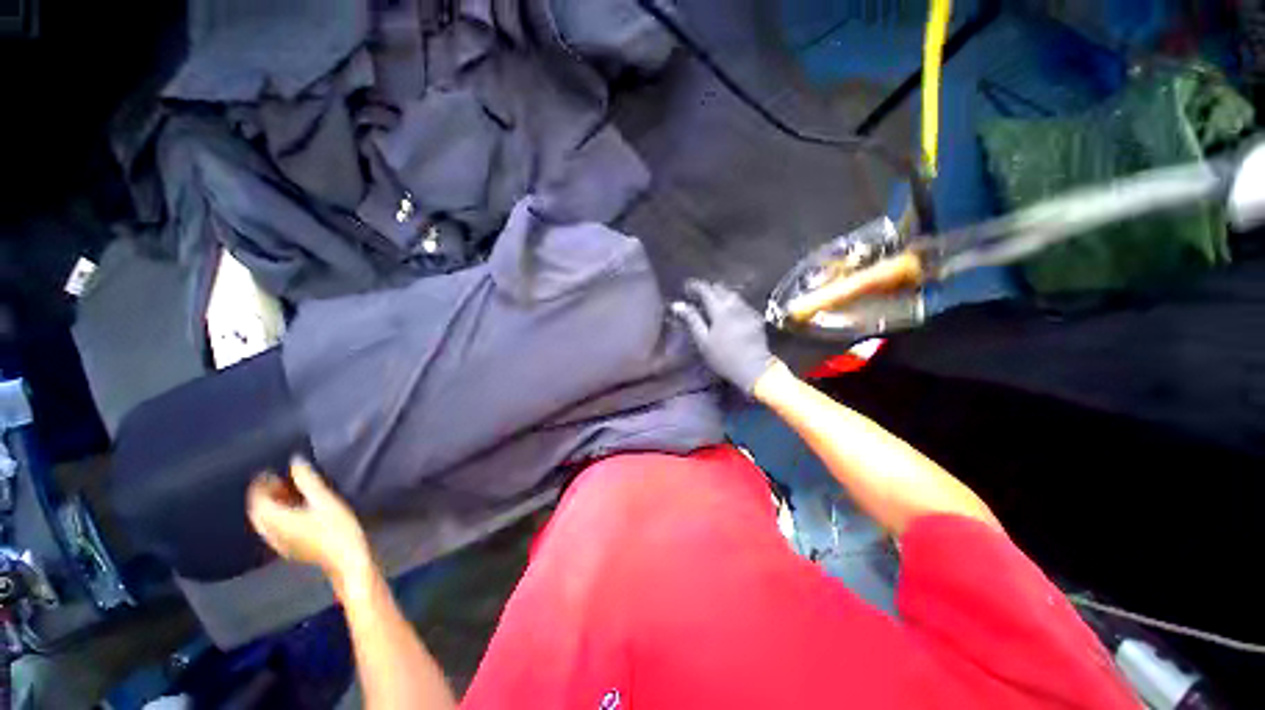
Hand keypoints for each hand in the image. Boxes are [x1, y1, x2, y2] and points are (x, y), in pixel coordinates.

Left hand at [247, 457, 371, 585]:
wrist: (345, 558)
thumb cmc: (337, 527)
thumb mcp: (325, 499)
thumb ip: (307, 480)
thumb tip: (295, 460)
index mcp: (276, 519)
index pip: (257, 499)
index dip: (260, 484)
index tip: (270, 471)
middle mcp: (271, 532)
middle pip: (257, 511)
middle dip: (263, 495)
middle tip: (278, 480)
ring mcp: (278, 542)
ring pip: (264, 521)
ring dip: (270, 506)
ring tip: (286, 494)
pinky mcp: (288, 548)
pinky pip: (272, 529)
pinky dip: (276, 517)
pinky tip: (292, 513)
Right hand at [671, 280, 779, 393]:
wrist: (754, 368)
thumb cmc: (723, 357)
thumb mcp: (703, 341)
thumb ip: (692, 320)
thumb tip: (678, 305)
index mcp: (721, 310)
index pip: (706, 290)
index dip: (695, 286)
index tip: (686, 287)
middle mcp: (736, 305)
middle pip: (721, 289)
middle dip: (709, 289)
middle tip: (698, 296)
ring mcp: (748, 310)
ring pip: (733, 295)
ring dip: (721, 295)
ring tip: (712, 303)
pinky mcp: (756, 317)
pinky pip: (741, 303)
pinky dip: (732, 303)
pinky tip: (728, 313)